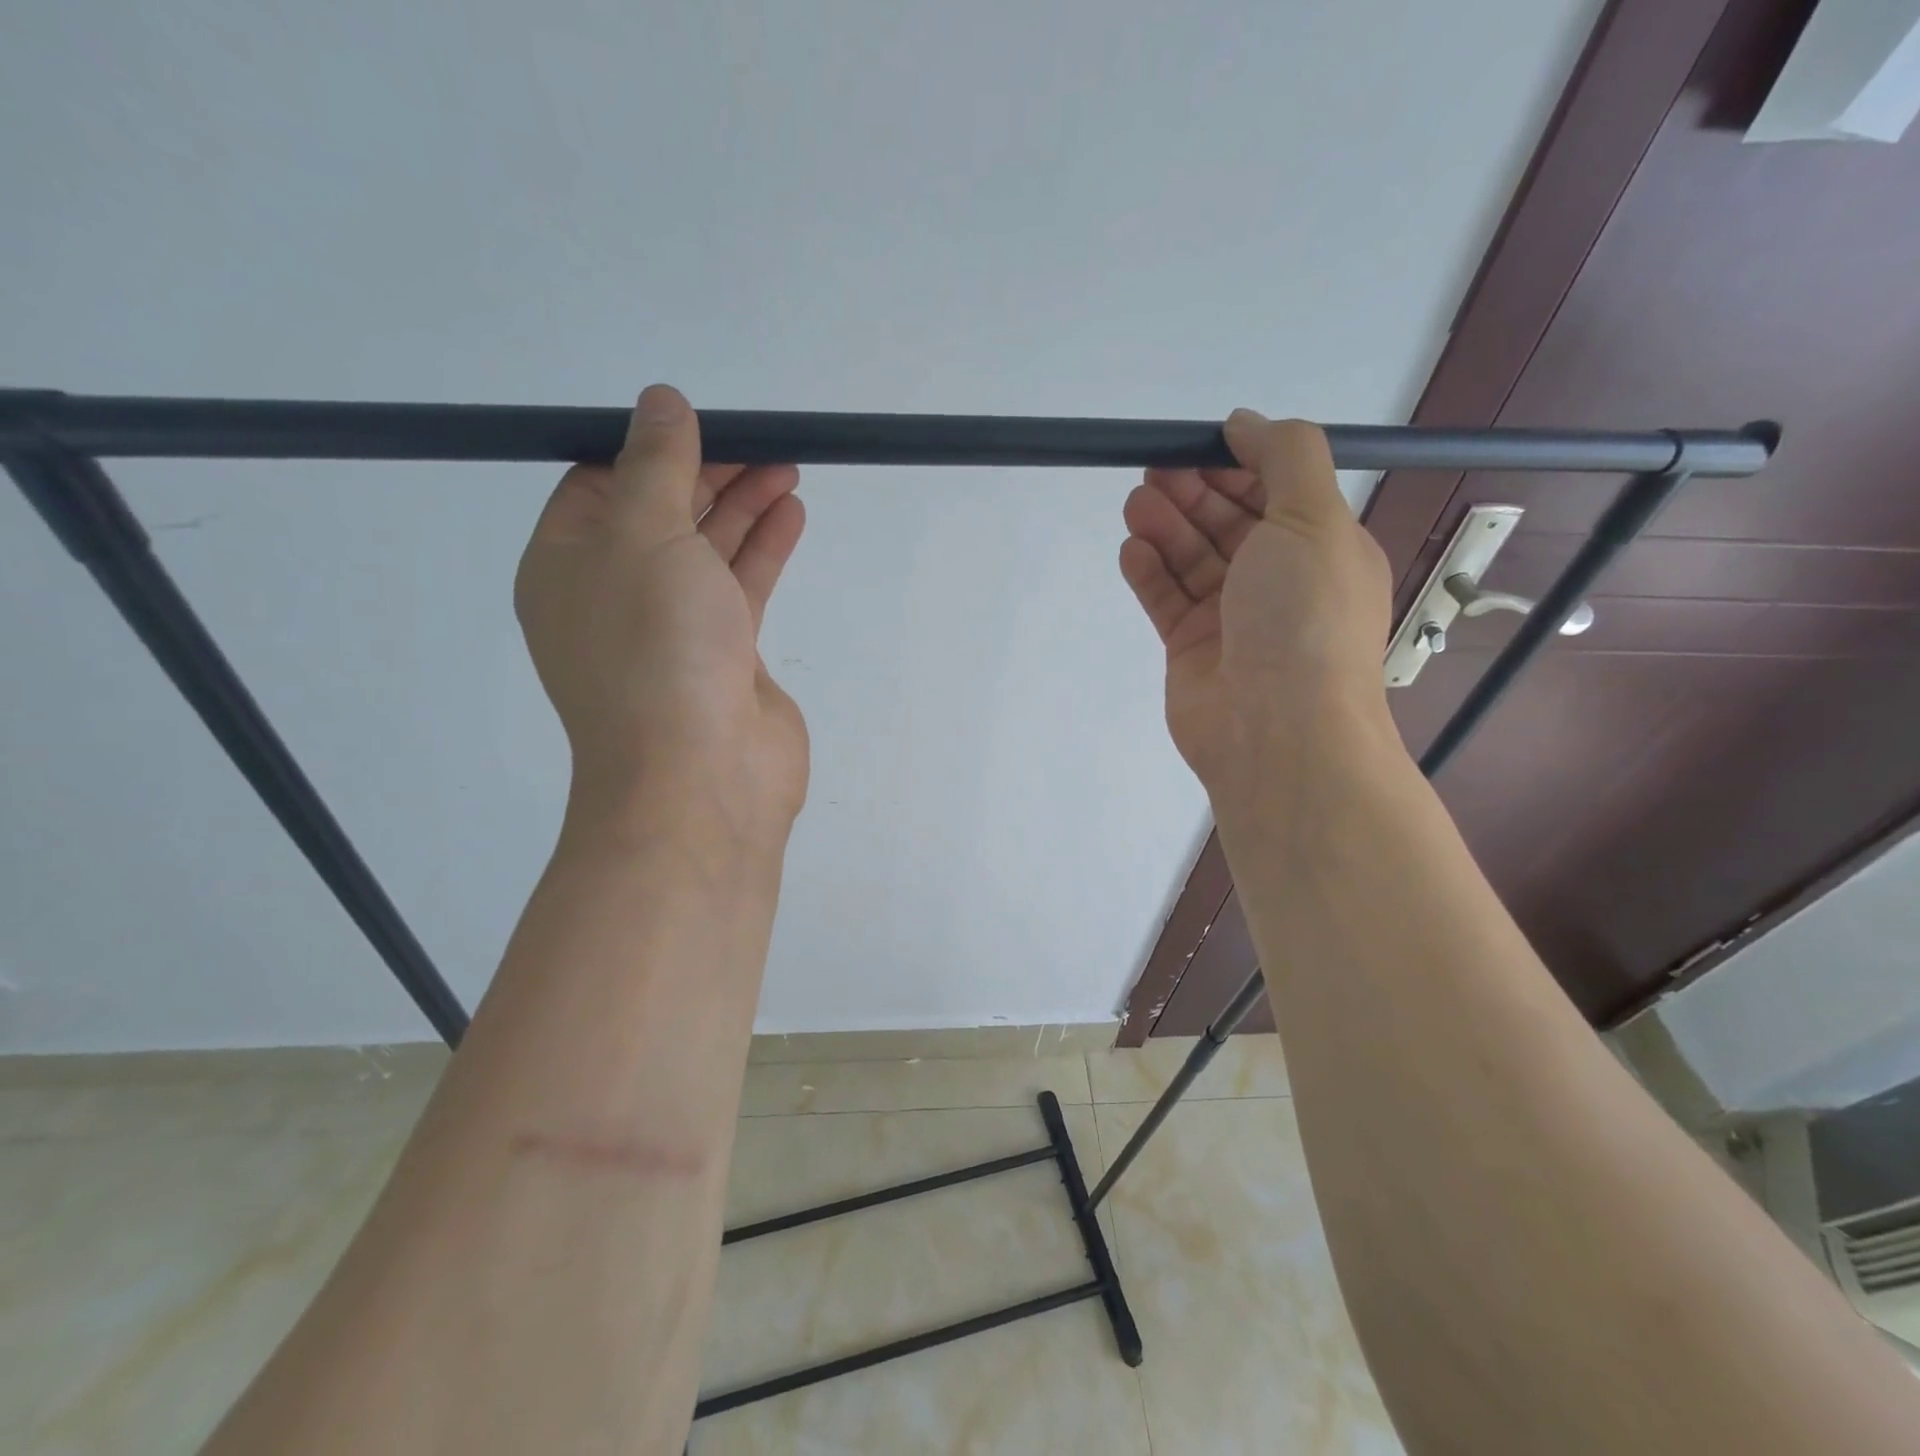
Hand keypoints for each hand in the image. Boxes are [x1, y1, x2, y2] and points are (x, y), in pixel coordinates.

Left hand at [515, 385, 808, 851]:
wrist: (700, 775)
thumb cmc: (655, 647)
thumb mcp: (644, 535)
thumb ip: (657, 464)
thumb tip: (660, 400)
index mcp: (567, 566)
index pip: (600, 485)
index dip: (649, 448)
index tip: (700, 422)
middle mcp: (616, 595)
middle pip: (662, 514)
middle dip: (710, 473)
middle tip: (761, 441)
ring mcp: (673, 630)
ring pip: (708, 551)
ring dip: (744, 507)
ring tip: (787, 466)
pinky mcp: (725, 657)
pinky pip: (741, 588)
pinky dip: (764, 550)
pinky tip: (791, 514)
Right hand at [1119, 411, 1393, 801]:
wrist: (1276, 731)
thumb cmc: (1303, 618)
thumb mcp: (1314, 519)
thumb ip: (1285, 456)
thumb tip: (1245, 422)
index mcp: (1321, 547)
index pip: (1275, 490)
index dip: (1236, 463)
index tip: (1196, 444)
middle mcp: (1278, 580)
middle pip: (1227, 522)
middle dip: (1192, 492)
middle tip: (1153, 471)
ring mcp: (1232, 617)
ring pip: (1192, 559)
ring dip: (1165, 527)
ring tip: (1136, 505)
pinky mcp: (1191, 648)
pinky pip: (1167, 599)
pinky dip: (1149, 572)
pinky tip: (1132, 550)